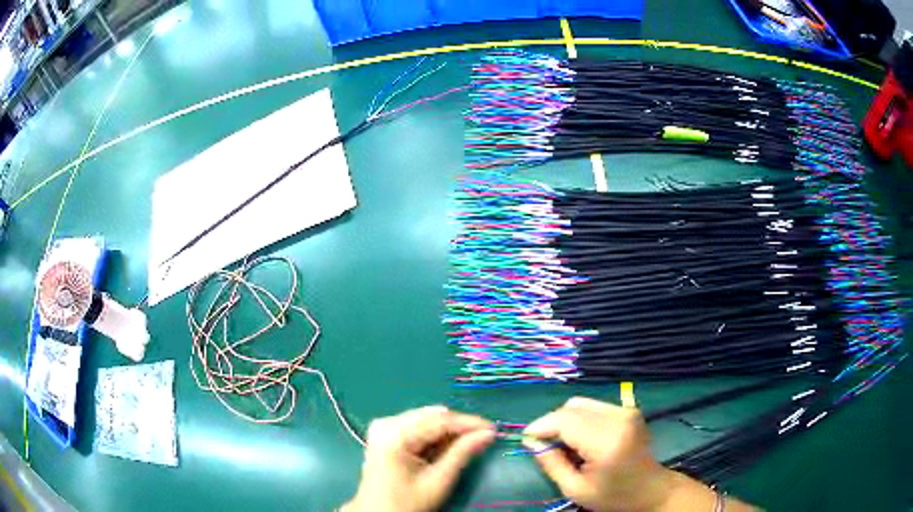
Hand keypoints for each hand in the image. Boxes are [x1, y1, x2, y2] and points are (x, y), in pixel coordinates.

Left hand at [343, 405, 494, 511]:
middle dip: (459, 426)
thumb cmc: (407, 503)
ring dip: (448, 430)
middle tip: (483, 437)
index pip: (439, 420)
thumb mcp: (438, 481)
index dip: (469, 423)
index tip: (493, 428)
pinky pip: (416, 426)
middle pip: (432, 416)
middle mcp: (386, 423)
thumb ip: (462, 453)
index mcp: (394, 435)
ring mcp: (383, 426)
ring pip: (426, 419)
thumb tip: (488, 434)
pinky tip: (446, 446)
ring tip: (468, 443)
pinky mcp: (384, 433)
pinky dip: (434, 435)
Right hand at [524, 397, 709, 511]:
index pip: (564, 420)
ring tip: (565, 444)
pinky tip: (582, 439)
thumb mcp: (575, 489)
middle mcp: (618, 418)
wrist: (650, 489)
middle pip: (571, 408)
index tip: (526, 440)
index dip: (540, 427)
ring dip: (565, 420)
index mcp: (606, 441)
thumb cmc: (613, 496)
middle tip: (545, 446)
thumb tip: (530, 440)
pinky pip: (593, 406)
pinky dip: (580, 419)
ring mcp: (625, 411)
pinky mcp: (628, 410)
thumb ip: (551, 463)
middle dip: (551, 424)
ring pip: (580, 404)